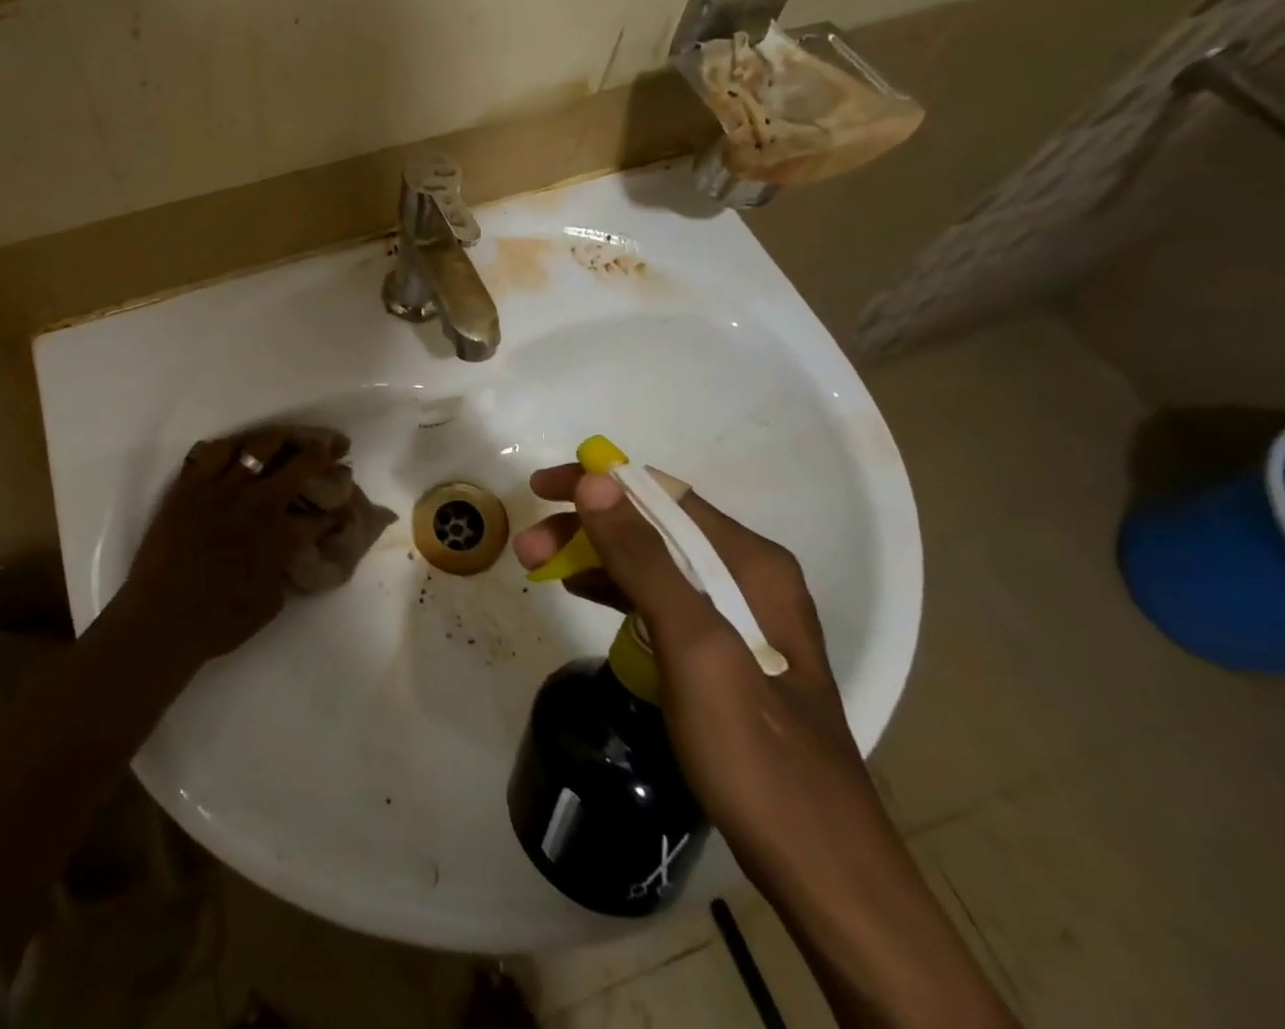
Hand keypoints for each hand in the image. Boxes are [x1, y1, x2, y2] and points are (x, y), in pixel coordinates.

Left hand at [114, 428, 338, 667]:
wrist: (162, 618)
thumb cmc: (218, 622)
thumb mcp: (270, 602)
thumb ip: (284, 568)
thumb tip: (289, 549)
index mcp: (281, 536)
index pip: (319, 513)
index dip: (335, 506)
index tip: (340, 503)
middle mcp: (257, 503)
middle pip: (300, 465)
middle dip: (323, 453)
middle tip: (335, 446)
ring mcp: (222, 489)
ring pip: (259, 447)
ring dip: (283, 439)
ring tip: (291, 438)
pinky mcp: (191, 485)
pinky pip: (215, 451)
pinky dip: (234, 445)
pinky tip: (241, 448)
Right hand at [511, 466, 889, 895]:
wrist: (819, 868)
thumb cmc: (754, 750)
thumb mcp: (693, 646)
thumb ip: (644, 559)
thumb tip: (596, 480)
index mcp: (751, 562)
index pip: (661, 494)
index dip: (598, 483)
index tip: (541, 488)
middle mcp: (747, 576)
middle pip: (653, 526)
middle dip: (586, 527)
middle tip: (528, 548)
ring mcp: (737, 615)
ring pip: (651, 561)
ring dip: (594, 556)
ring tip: (540, 567)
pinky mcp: (723, 651)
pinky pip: (659, 598)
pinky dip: (616, 588)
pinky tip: (583, 592)